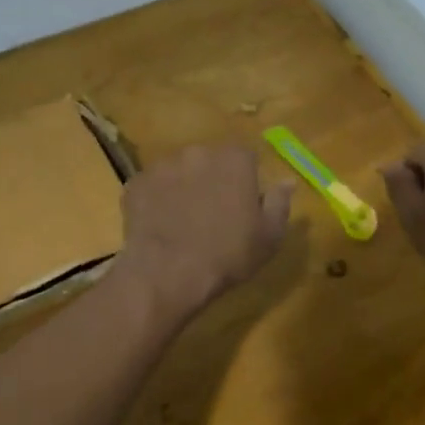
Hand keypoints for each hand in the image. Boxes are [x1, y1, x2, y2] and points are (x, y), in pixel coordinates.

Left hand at [116, 142, 293, 320]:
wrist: (168, 273)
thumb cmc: (228, 254)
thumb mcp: (269, 235)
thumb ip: (280, 202)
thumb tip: (288, 181)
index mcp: (235, 159)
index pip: (246, 158)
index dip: (246, 181)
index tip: (243, 205)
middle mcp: (198, 151)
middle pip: (210, 161)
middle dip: (213, 180)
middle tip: (213, 214)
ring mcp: (163, 165)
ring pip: (180, 172)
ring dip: (184, 188)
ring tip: (183, 222)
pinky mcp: (136, 183)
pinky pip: (152, 187)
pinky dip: (157, 201)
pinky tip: (161, 226)